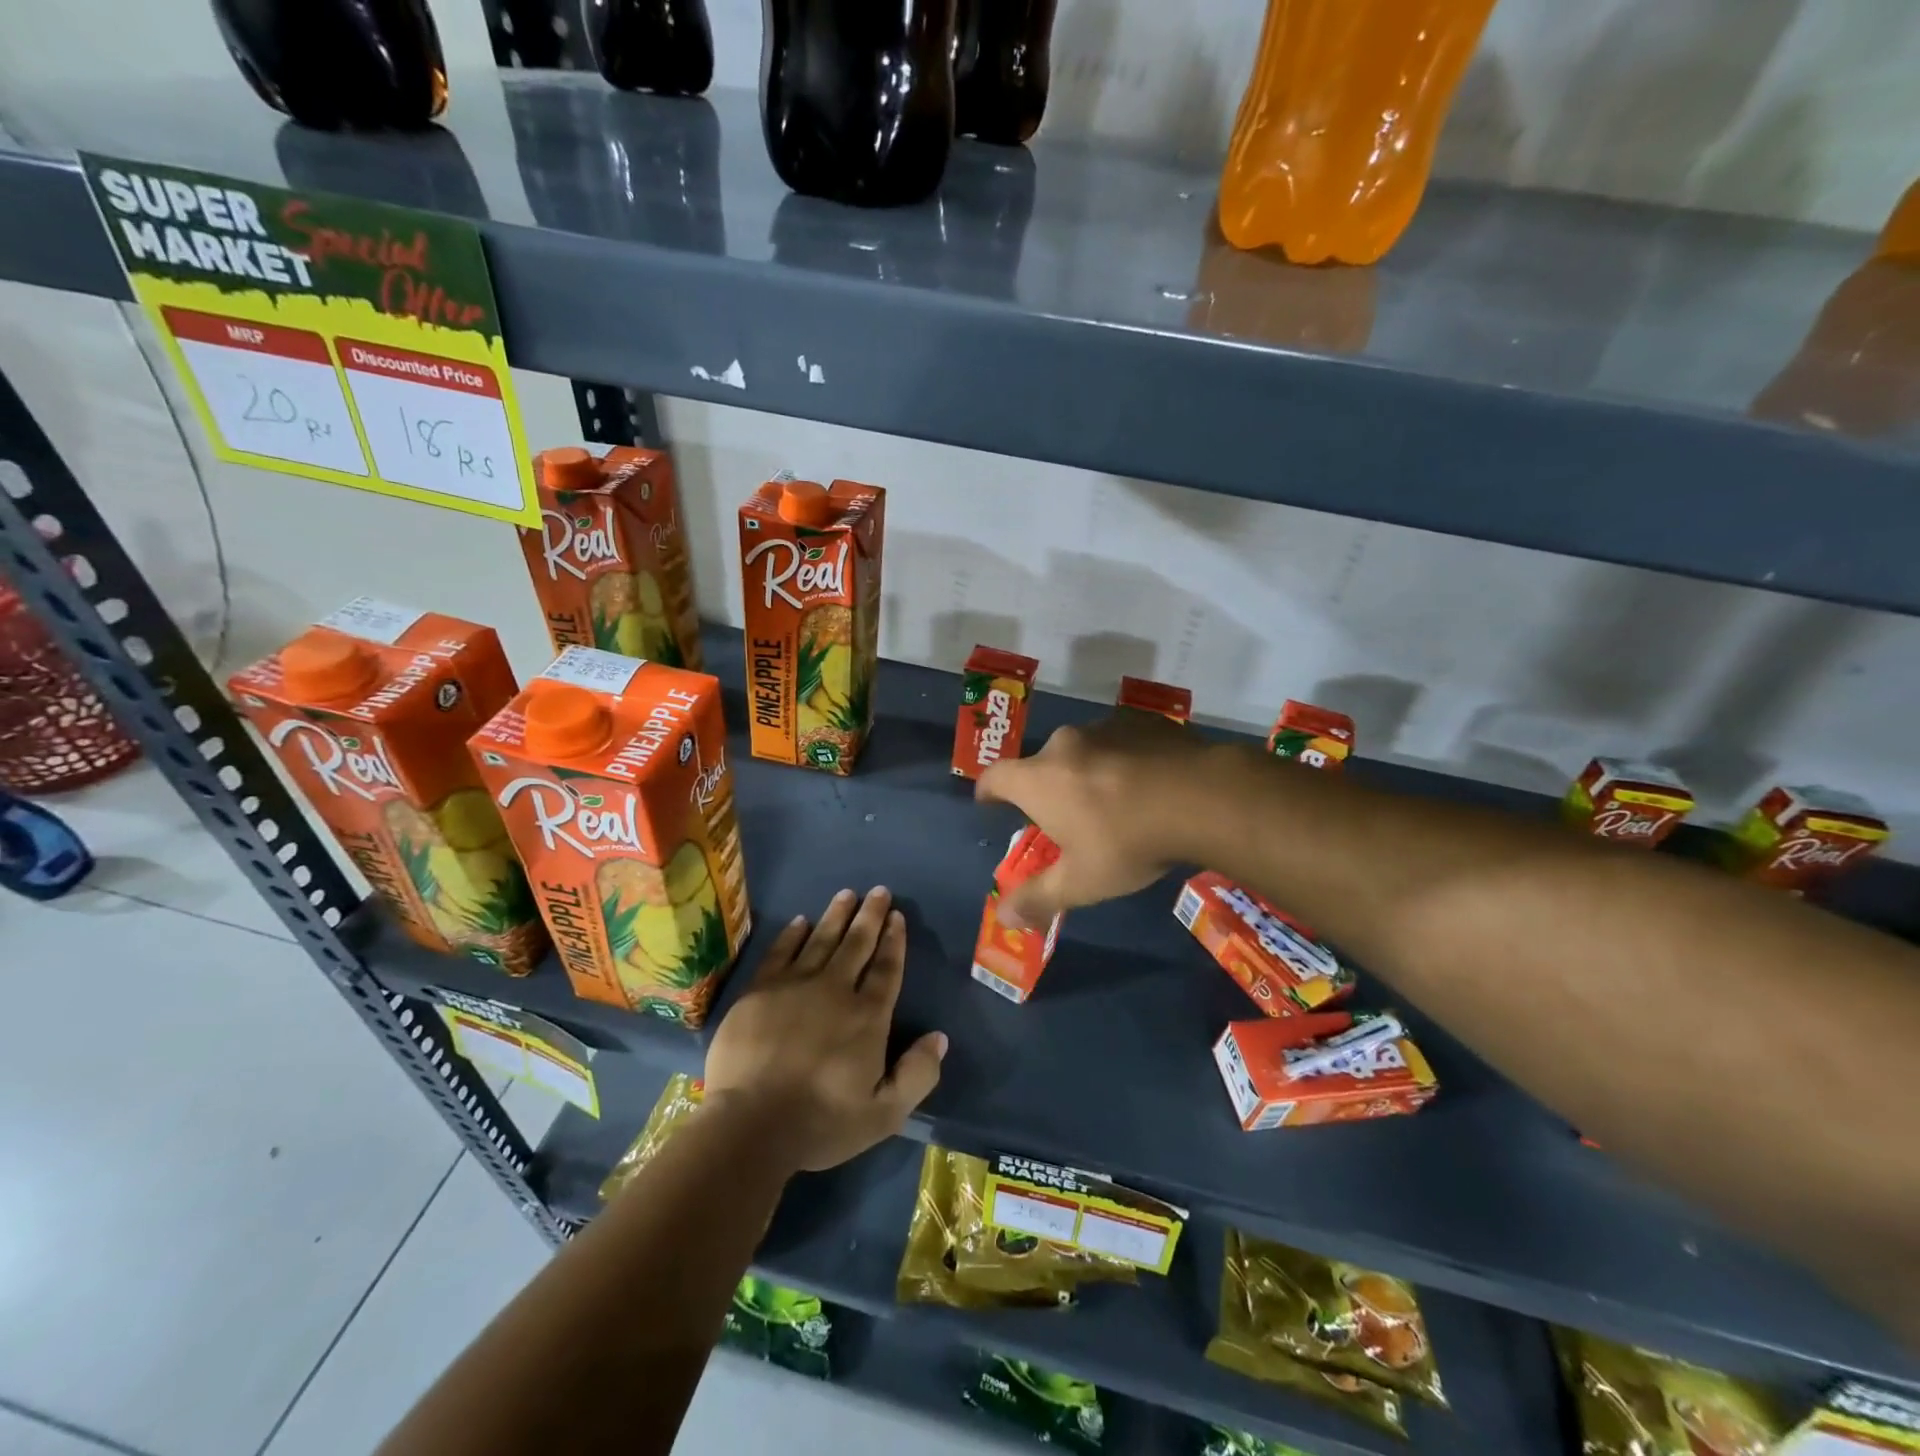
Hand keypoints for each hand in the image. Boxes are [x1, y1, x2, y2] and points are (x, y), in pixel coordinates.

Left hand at [703, 887, 945, 1173]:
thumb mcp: (884, 1113)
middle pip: (857, 944)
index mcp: (867, 1016)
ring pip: (821, 939)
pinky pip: (781, 952)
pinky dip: (793, 935)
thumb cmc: (821, 1121)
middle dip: (870, 916)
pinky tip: (801, 922)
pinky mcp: (760, 991)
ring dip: (836, 915)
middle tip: (878, 890)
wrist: (750, 1125)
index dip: (894, 941)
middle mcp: (835, 990)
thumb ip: (917, 1074)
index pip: (886, 969)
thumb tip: (939, 1038)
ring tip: (847, 894)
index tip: (897, 916)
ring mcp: (794, 986)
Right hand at [976, 712, 1210, 927]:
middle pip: (1041, 764)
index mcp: (1038, 779)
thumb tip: (1001, 918)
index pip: (994, 777)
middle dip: (1046, 787)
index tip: (989, 803)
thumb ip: (1038, 898)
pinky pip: (1119, 741)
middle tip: (1064, 816)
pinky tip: (1146, 783)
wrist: (1201, 797)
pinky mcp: (1142, 721)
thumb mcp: (1081, 881)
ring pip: (1082, 750)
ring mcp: (1104, 727)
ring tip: (1111, 799)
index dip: (988, 791)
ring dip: (1087, 771)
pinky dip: (1122, 759)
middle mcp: (1064, 744)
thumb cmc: (1127, 841)